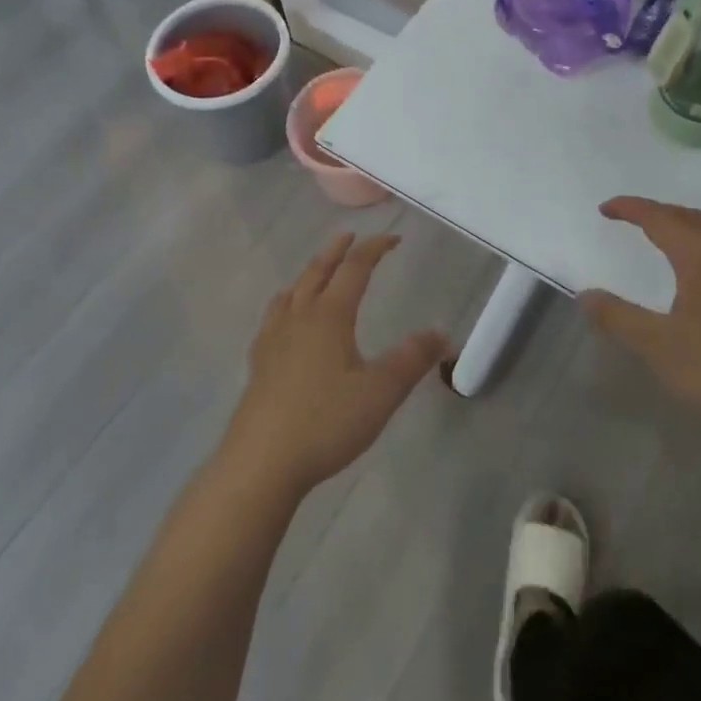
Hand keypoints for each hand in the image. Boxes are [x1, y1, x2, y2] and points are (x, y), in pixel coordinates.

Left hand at [221, 233, 447, 499]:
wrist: (260, 463)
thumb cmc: (325, 423)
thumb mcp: (381, 393)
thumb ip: (412, 360)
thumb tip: (442, 333)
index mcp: (330, 316)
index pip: (354, 269)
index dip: (374, 249)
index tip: (393, 239)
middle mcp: (299, 317)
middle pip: (317, 271)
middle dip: (336, 251)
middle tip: (349, 236)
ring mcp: (273, 339)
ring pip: (291, 291)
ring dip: (309, 272)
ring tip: (317, 271)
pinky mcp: (258, 364)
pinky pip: (273, 316)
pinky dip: (285, 302)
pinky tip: (284, 318)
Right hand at [582, 197, 700, 435]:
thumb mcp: (660, 346)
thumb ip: (619, 318)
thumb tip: (585, 295)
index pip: (659, 217)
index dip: (630, 208)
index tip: (604, 209)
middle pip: (688, 217)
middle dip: (656, 211)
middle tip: (628, 219)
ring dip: (680, 229)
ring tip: (657, 241)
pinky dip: (697, 249)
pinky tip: (693, 280)